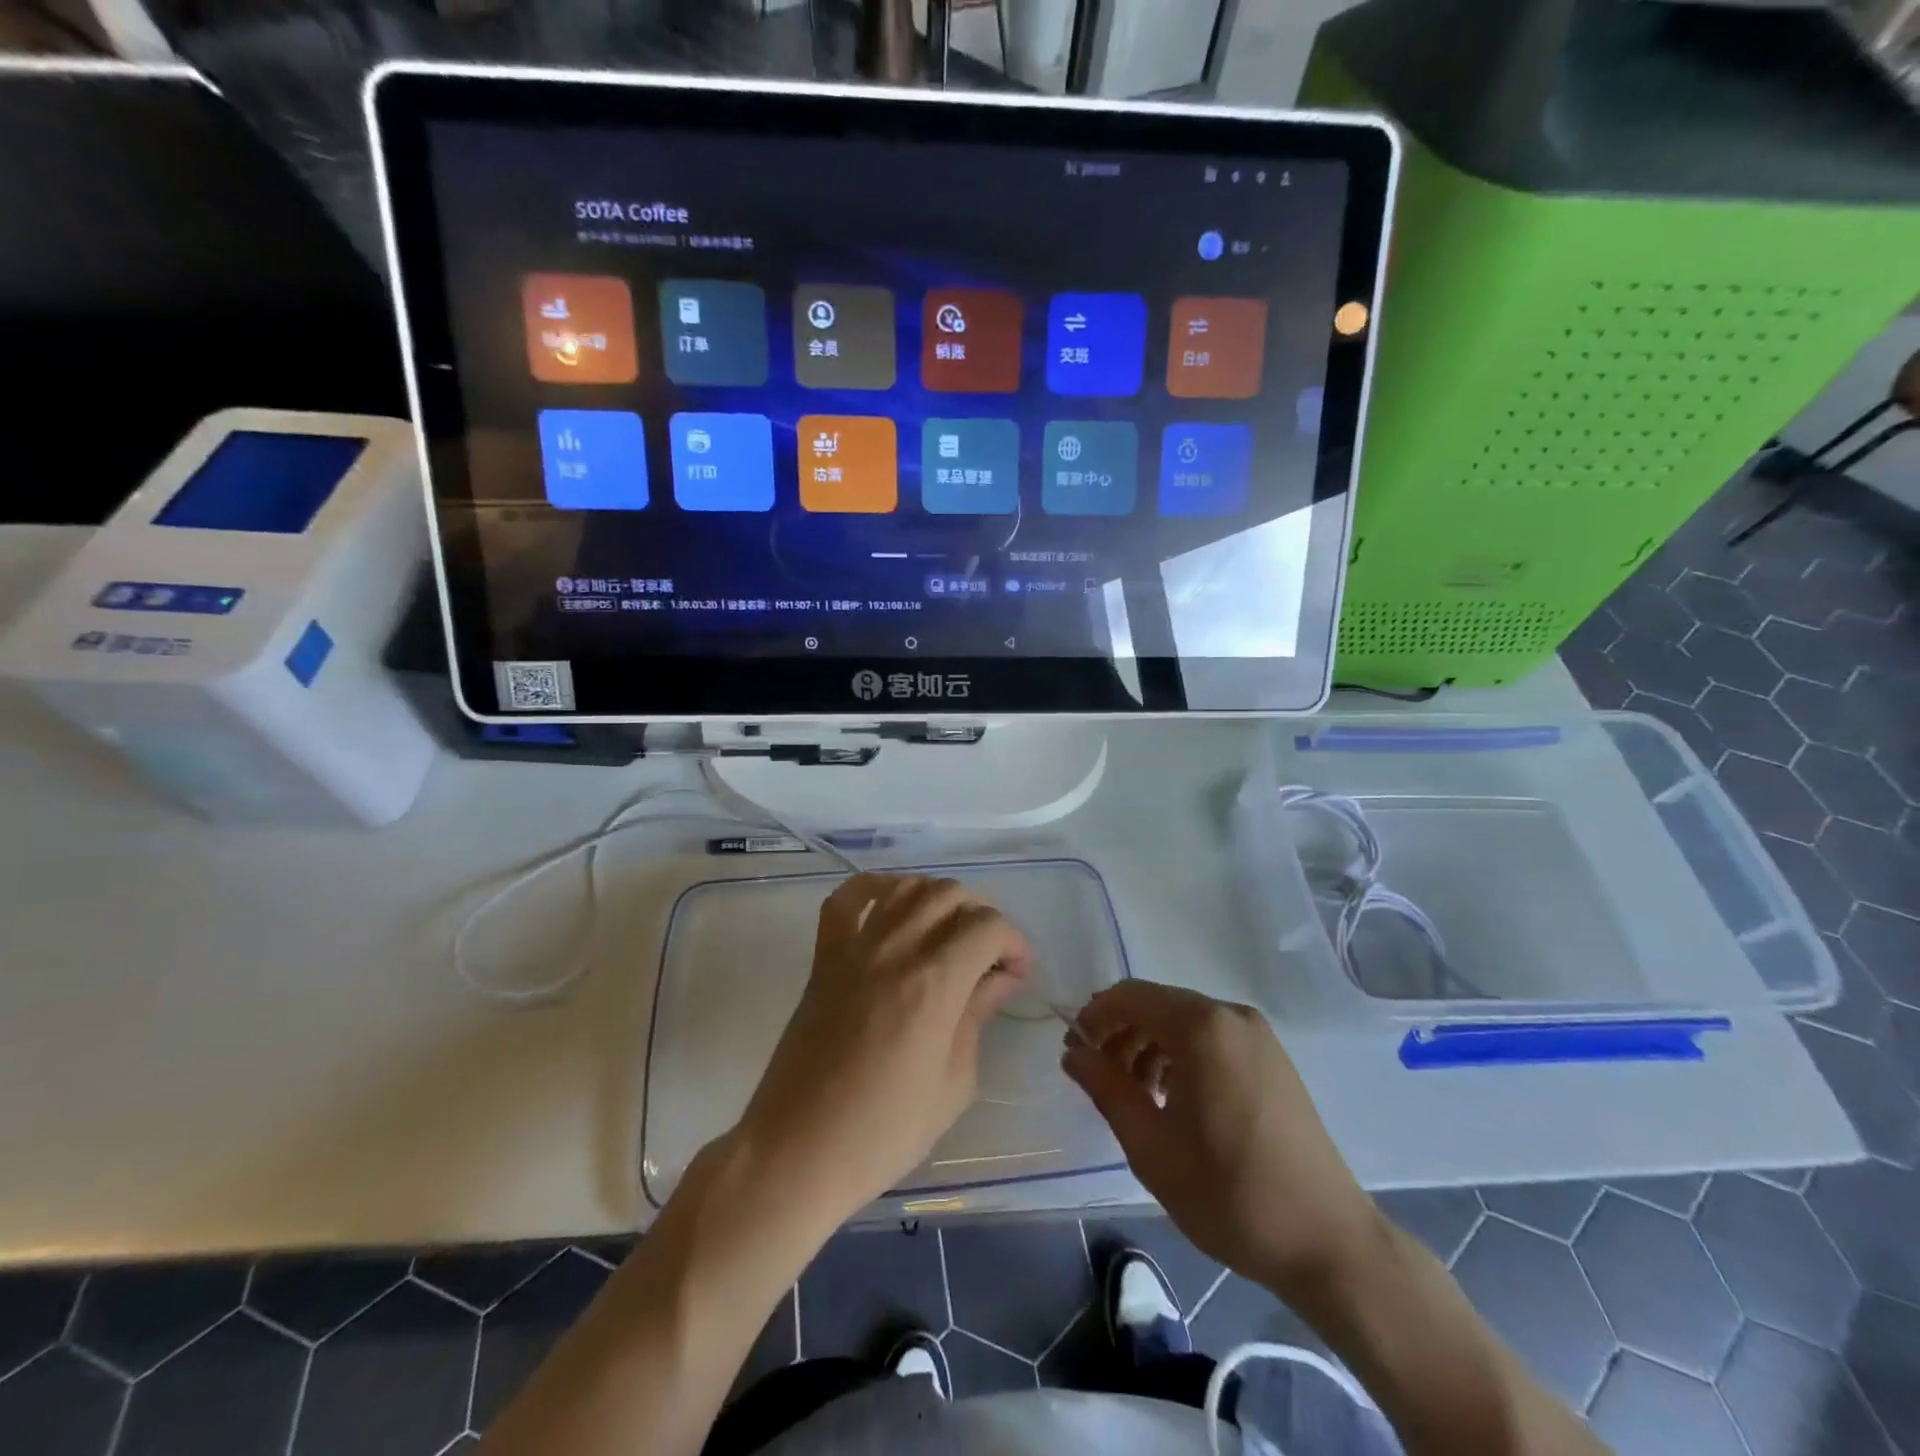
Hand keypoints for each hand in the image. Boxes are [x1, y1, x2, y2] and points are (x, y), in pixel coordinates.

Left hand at [734, 873, 1031, 1224]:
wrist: (799, 1150)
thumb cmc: (885, 1131)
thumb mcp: (954, 1083)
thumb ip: (977, 1016)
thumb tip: (1000, 978)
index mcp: (934, 983)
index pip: (988, 926)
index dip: (1014, 943)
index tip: (1016, 975)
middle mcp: (896, 950)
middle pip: (951, 894)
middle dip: (982, 916)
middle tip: (988, 957)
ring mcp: (854, 948)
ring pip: (906, 886)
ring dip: (938, 898)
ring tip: (948, 933)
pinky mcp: (824, 957)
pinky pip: (846, 899)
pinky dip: (874, 888)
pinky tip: (893, 904)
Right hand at [1063, 981, 1382, 1299]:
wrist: (1327, 1242)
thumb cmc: (1229, 1194)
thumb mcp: (1150, 1146)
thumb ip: (1106, 1089)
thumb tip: (1074, 1053)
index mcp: (1201, 1028)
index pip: (1130, 996)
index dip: (1094, 1017)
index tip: (1074, 1051)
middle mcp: (1231, 1015)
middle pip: (1157, 1004)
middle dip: (1120, 1032)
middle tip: (1099, 1076)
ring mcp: (1257, 1035)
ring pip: (1184, 1020)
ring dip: (1149, 1044)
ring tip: (1134, 1094)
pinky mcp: (1273, 1057)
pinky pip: (1212, 1037)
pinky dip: (1182, 1054)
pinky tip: (1173, 1098)